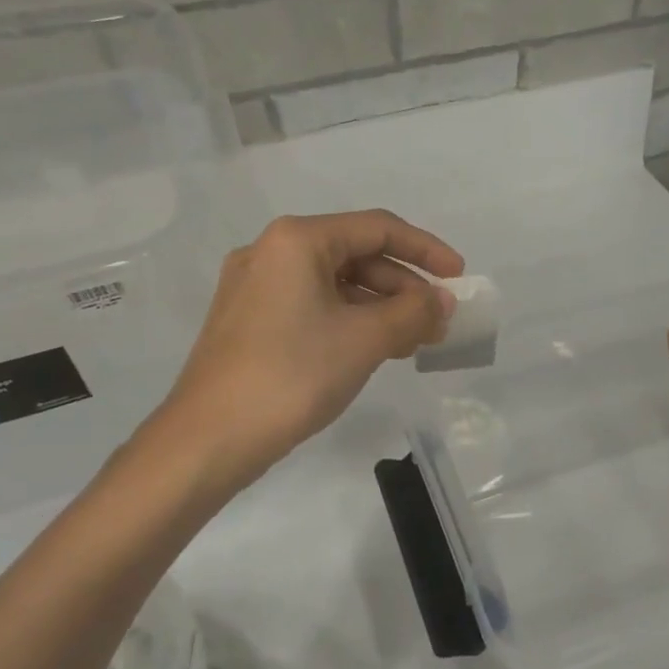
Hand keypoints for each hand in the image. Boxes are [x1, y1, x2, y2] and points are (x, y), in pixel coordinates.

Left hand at [146, 211, 462, 493]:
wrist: (208, 439)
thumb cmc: (292, 375)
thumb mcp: (364, 340)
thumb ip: (413, 312)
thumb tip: (443, 300)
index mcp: (297, 240)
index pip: (377, 228)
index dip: (426, 249)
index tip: (459, 277)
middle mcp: (271, 252)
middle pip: (355, 254)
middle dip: (402, 286)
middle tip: (437, 321)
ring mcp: (254, 287)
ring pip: (333, 284)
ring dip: (379, 307)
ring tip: (413, 342)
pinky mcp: (248, 320)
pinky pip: (312, 306)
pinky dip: (348, 321)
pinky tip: (373, 349)